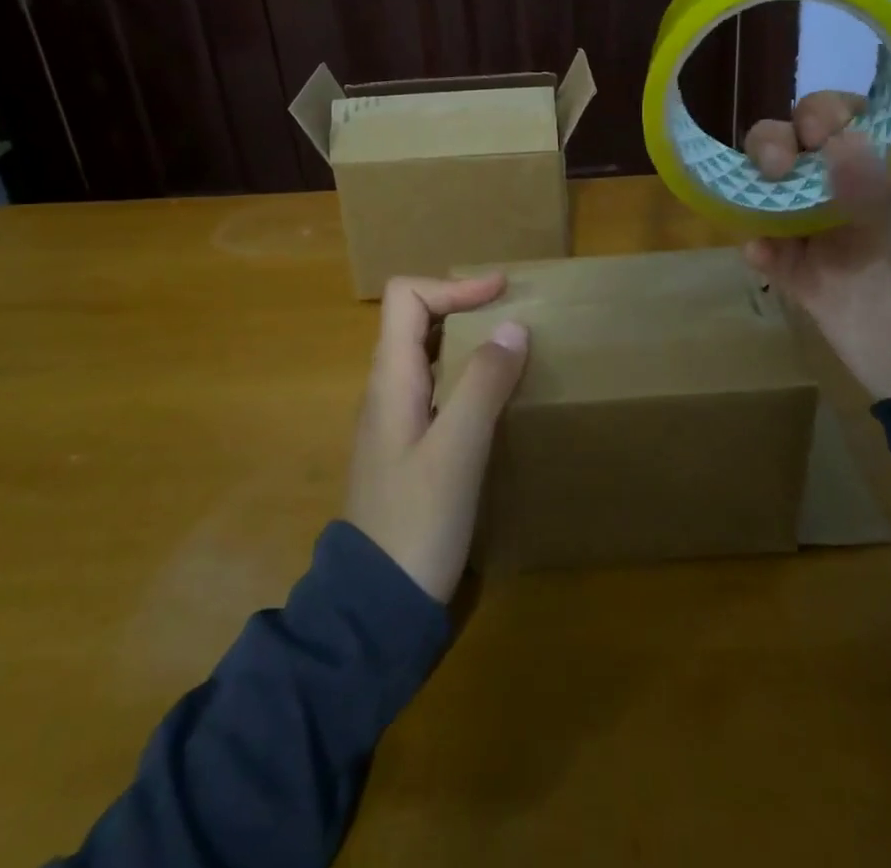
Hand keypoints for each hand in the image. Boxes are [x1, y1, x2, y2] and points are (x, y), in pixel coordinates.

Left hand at [345, 275, 528, 602]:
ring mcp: (394, 417)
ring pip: (425, 352)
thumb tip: (513, 326)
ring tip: (510, 344)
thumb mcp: (457, 453)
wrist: (377, 605)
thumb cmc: (416, 525)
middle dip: (462, 304)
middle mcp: (386, 388)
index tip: (502, 291)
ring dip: (464, 336)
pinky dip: (465, 371)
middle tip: (512, 312)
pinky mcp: (408, 443)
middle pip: (414, 318)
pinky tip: (494, 395)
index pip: (406, 297)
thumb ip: (483, 386)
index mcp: (390, 379)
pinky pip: (435, 385)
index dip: (453, 286)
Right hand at [743, 90, 890, 399]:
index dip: (821, 114)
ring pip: (771, 195)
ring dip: (752, 190)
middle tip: (772, 168)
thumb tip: (835, 139)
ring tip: (749, 206)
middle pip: (795, 149)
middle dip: (773, 145)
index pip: (846, 120)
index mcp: (888, 172)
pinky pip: (769, 254)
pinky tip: (758, 257)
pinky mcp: (805, 281)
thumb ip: (881, 189)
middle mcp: (848, 195)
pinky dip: (757, 249)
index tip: (812, 134)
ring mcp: (823, 238)